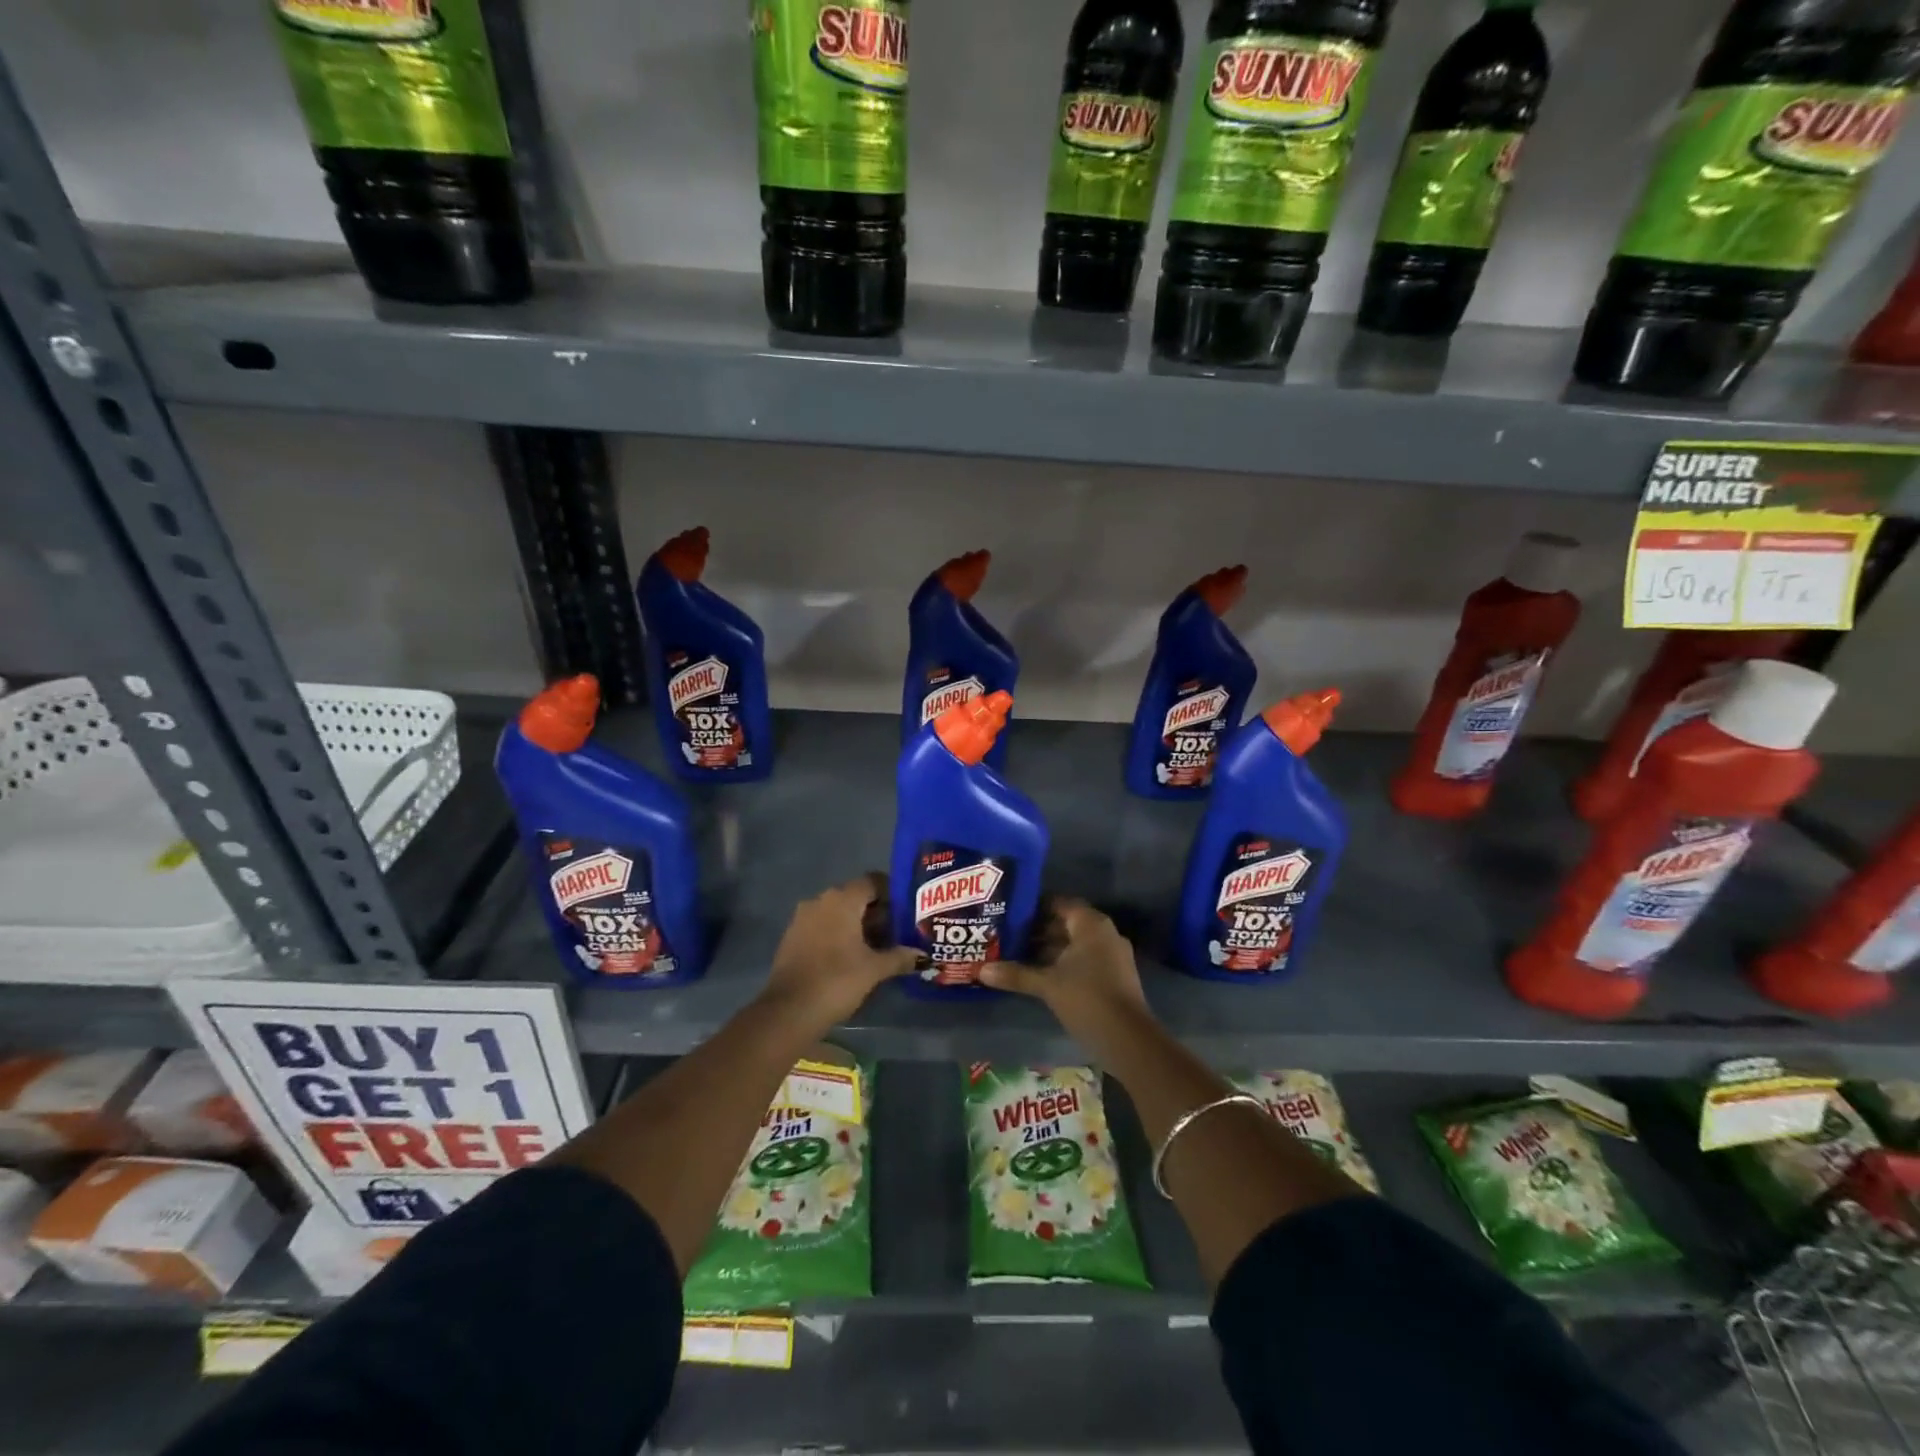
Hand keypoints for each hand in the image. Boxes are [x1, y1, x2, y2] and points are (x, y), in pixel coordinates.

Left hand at [760, 873, 915, 1029]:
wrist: (789, 1011)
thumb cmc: (837, 980)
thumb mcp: (874, 969)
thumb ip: (900, 957)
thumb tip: (923, 955)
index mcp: (841, 899)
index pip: (872, 881)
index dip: (892, 893)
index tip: (907, 910)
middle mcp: (820, 901)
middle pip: (855, 897)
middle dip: (877, 913)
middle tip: (898, 932)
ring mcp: (802, 918)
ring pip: (837, 913)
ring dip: (857, 925)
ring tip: (879, 947)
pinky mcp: (792, 938)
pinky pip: (822, 927)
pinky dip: (839, 935)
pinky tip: (852, 957)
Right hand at [979, 898, 1147, 1036]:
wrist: (1128, 1039)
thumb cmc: (1087, 998)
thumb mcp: (1047, 985)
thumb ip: (1016, 974)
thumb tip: (981, 970)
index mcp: (1091, 924)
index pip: (1059, 903)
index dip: (1034, 907)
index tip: (1009, 913)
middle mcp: (1104, 933)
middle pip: (1066, 923)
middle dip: (1038, 930)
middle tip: (1007, 935)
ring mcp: (1111, 955)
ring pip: (1074, 943)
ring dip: (1048, 949)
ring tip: (1016, 954)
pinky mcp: (1113, 976)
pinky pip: (1083, 959)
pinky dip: (1062, 963)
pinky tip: (1039, 975)